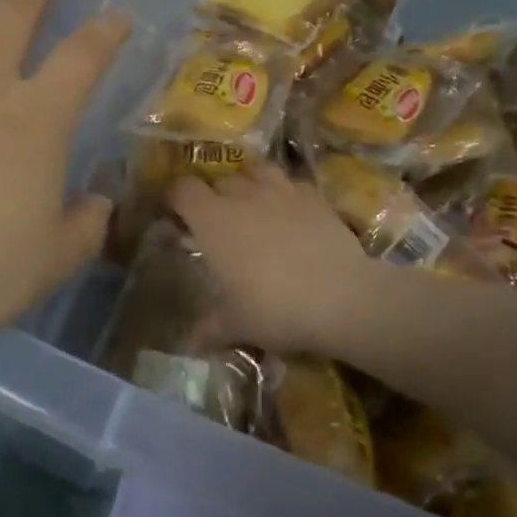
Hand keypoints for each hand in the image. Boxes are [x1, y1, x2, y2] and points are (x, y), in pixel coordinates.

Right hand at [170, 162, 384, 355]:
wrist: (340, 296)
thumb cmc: (274, 307)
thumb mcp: (236, 324)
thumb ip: (209, 328)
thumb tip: (189, 345)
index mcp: (213, 220)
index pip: (183, 189)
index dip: (176, 198)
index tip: (176, 216)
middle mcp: (243, 195)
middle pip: (219, 180)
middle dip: (213, 196)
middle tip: (217, 223)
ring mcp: (281, 191)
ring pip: (256, 171)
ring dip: (249, 184)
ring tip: (253, 206)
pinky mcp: (314, 196)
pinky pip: (291, 184)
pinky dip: (285, 193)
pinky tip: (290, 212)